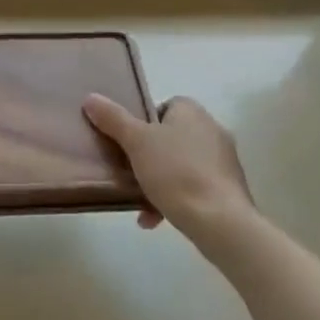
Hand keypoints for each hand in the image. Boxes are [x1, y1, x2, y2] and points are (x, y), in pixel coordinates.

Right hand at [83, 94, 257, 249]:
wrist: (219, 221)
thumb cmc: (176, 172)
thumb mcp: (136, 142)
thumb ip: (113, 119)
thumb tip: (91, 98)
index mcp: (192, 112)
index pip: (164, 106)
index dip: (143, 122)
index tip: (128, 141)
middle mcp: (212, 129)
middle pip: (171, 136)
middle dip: (149, 155)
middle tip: (129, 170)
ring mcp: (224, 161)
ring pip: (181, 164)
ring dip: (159, 180)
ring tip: (138, 200)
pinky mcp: (228, 189)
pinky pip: (194, 187)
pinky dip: (175, 199)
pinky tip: (154, 219)